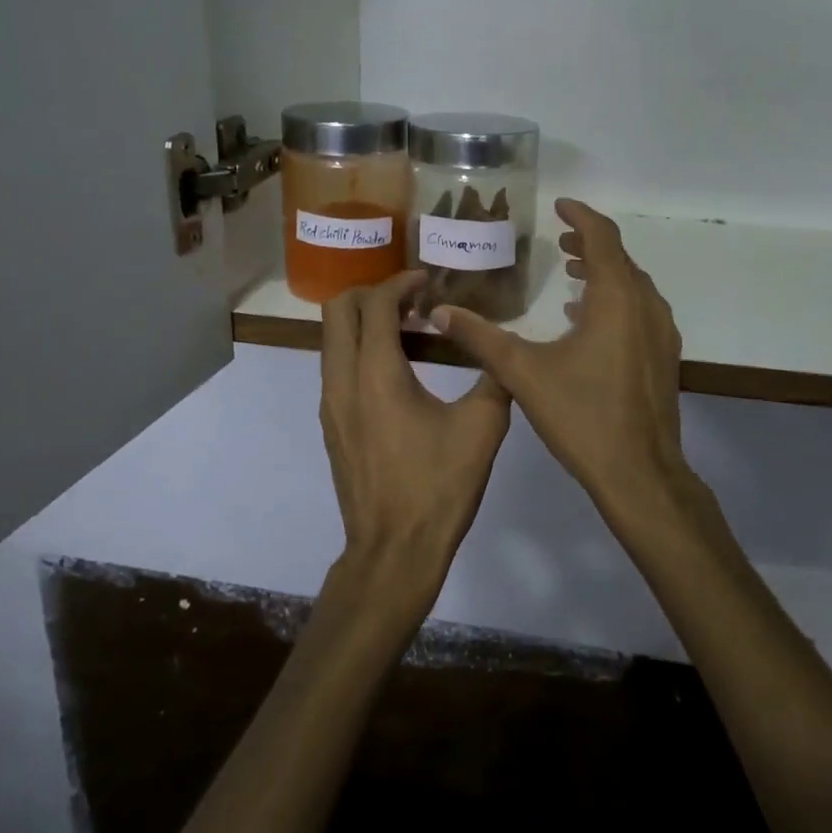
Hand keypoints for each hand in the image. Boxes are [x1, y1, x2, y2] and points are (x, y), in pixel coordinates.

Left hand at [320, 270, 511, 616]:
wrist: (394, 551)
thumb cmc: (438, 487)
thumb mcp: (482, 428)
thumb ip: (494, 377)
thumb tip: (500, 349)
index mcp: (376, 374)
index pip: (375, 303)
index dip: (401, 283)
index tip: (429, 281)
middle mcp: (342, 381)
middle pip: (337, 311)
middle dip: (373, 293)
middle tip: (414, 301)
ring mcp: (331, 405)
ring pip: (332, 339)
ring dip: (364, 322)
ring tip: (410, 331)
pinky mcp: (332, 425)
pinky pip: (336, 367)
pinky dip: (360, 350)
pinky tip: (398, 371)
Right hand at [430, 200, 693, 521]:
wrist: (640, 473)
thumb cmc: (582, 416)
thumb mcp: (523, 373)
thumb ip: (480, 338)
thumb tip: (439, 312)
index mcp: (616, 299)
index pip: (603, 237)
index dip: (581, 217)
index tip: (559, 206)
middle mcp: (645, 307)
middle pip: (620, 259)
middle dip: (589, 244)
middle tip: (559, 241)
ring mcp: (661, 334)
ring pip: (633, 286)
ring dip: (603, 273)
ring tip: (571, 273)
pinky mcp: (664, 359)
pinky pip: (640, 312)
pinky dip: (614, 302)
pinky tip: (585, 322)